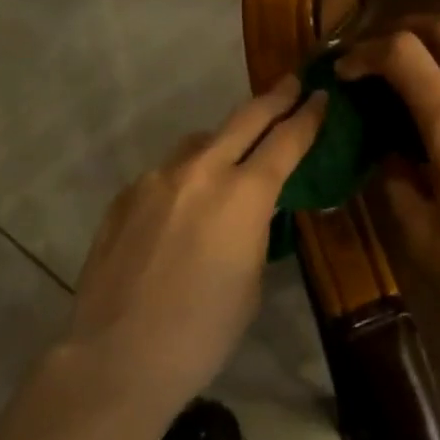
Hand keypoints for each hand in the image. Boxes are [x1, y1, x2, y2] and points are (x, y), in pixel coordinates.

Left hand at [66, 76, 326, 415]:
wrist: (117, 357)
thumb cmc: (202, 332)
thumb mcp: (251, 281)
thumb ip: (255, 230)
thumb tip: (250, 210)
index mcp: (244, 195)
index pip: (286, 141)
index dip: (308, 116)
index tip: (322, 96)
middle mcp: (201, 171)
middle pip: (245, 118)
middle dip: (274, 98)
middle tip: (293, 82)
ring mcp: (157, 178)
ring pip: (200, 143)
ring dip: (223, 142)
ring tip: (232, 159)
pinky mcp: (125, 195)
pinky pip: (166, 174)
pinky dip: (185, 179)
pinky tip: (182, 210)